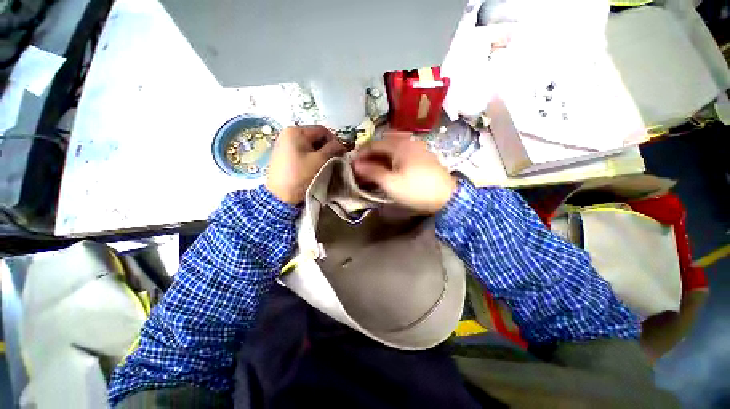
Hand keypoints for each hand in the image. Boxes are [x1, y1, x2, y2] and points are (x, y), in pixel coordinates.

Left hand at [266, 125, 345, 204]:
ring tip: (323, 164)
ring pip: (308, 144)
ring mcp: (283, 143)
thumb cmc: (301, 175)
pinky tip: (312, 166)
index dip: (334, 140)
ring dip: (318, 152)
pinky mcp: (281, 154)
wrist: (280, 196)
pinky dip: (309, 156)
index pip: (322, 130)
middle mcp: (287, 133)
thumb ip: (333, 148)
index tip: (341, 153)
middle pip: (314, 136)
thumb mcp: (320, 160)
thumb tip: (340, 144)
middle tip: (333, 159)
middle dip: (326, 147)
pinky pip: (300, 150)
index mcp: (296, 131)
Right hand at [352, 133, 456, 213]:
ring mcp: (417, 148)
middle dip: (370, 154)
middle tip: (362, 166)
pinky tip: (390, 168)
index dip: (361, 153)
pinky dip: (392, 158)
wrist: (447, 197)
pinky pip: (402, 153)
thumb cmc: (416, 190)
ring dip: (381, 156)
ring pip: (393, 148)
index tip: (352, 163)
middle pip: (383, 144)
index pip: (373, 144)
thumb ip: (372, 172)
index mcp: (399, 145)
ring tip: (374, 168)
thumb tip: (356, 165)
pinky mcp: (423, 156)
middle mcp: (408, 141)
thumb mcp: (391, 183)